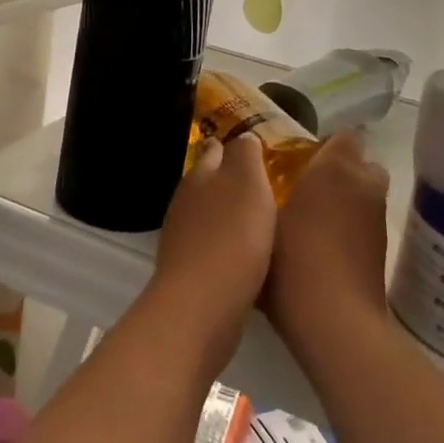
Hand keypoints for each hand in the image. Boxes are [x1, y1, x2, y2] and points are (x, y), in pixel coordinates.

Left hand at [152, 135, 276, 366]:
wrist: (202, 305)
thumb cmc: (232, 236)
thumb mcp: (247, 183)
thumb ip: (245, 155)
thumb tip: (242, 137)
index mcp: (199, 176)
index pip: (213, 150)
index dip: (230, 146)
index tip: (251, 147)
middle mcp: (185, 203)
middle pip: (207, 183)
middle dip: (227, 180)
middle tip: (260, 183)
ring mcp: (183, 239)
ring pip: (208, 216)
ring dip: (227, 214)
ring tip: (257, 217)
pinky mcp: (189, 273)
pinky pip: (212, 247)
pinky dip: (227, 244)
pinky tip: (247, 254)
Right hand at [263, 130, 391, 352]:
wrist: (334, 321)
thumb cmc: (292, 259)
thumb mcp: (261, 217)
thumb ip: (258, 188)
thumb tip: (251, 172)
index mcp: (337, 168)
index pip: (345, 136)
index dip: (325, 145)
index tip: (298, 159)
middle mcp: (365, 186)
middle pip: (360, 165)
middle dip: (338, 171)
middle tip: (302, 187)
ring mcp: (378, 220)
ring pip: (363, 196)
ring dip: (343, 201)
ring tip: (306, 220)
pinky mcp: (382, 251)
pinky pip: (364, 223)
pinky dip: (347, 228)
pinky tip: (318, 248)